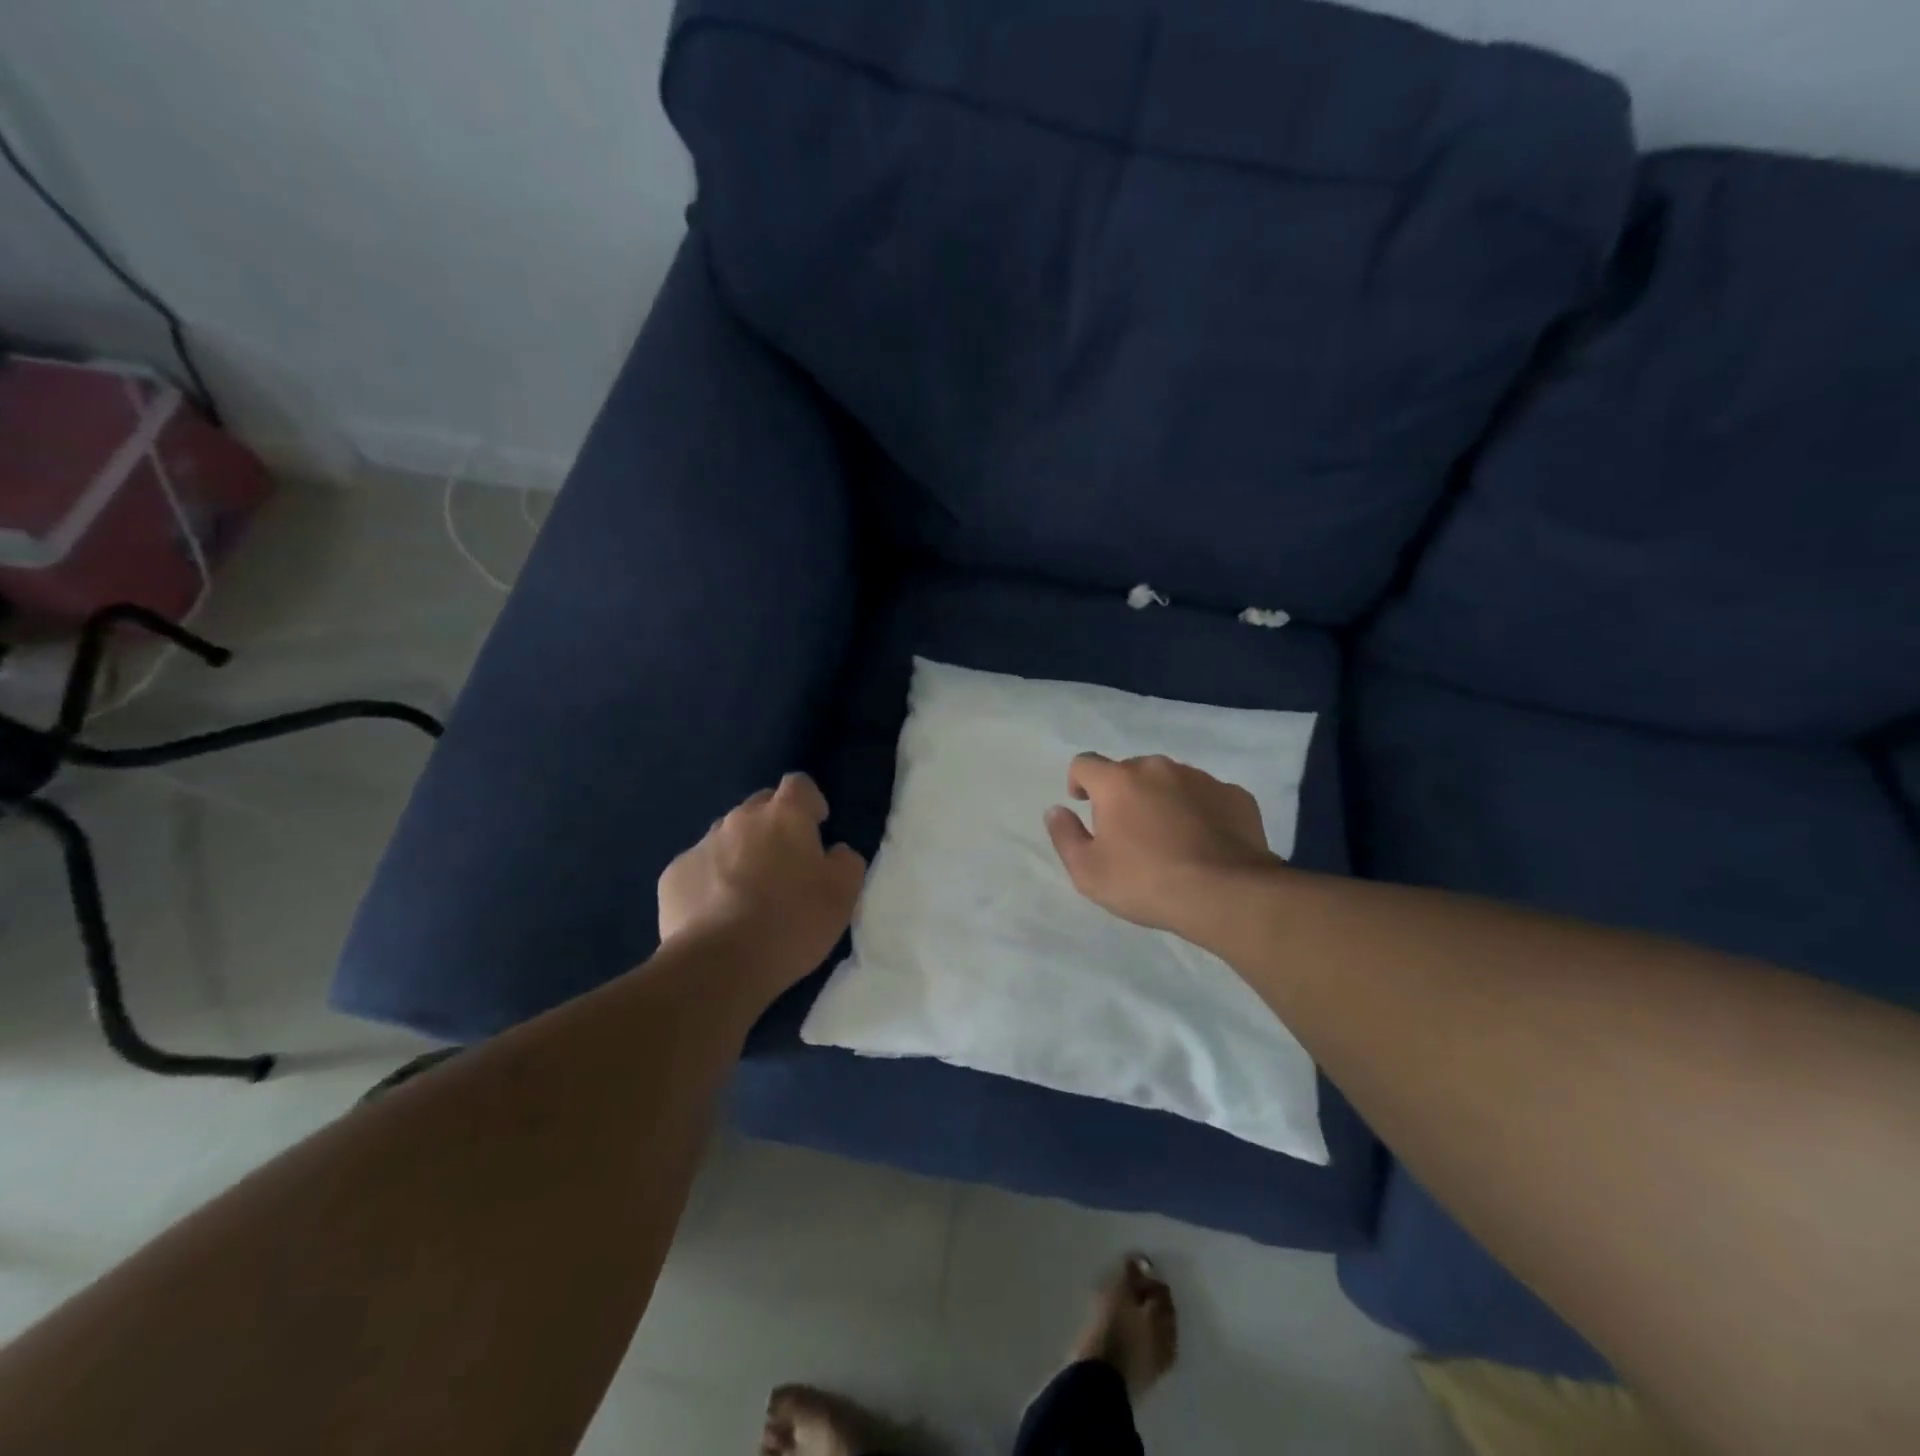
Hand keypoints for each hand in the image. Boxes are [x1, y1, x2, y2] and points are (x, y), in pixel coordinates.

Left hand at [658, 773, 866, 988]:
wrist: (719, 964)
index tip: (817, 829)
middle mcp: (740, 819)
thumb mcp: (843, 894)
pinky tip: (718, 914)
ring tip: (749, 894)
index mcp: (785, 815)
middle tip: (785, 866)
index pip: (799, 784)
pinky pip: (699, 867)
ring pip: (727, 836)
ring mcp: (702, 844)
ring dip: (741, 853)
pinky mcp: (673, 875)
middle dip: (774, 826)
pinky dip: (711, 881)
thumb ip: (846, 861)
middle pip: (760, 807)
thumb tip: (834, 852)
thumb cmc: (792, 921)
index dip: (809, 802)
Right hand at [1045, 753, 1281, 935]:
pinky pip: (1207, 797)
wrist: (1227, 894)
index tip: (1083, 804)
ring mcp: (1201, 778)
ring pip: (1171, 781)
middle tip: (1129, 833)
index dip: (1079, 782)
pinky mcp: (1236, 795)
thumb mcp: (1088, 871)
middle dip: (1124, 794)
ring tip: (1169, 839)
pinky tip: (1204, 843)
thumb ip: (1064, 835)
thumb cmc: (1146, 882)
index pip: (1085, 763)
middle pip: (1130, 771)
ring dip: (1162, 800)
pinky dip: (1200, 812)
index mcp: (1118, 781)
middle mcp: (1158, 768)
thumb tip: (1056, 810)